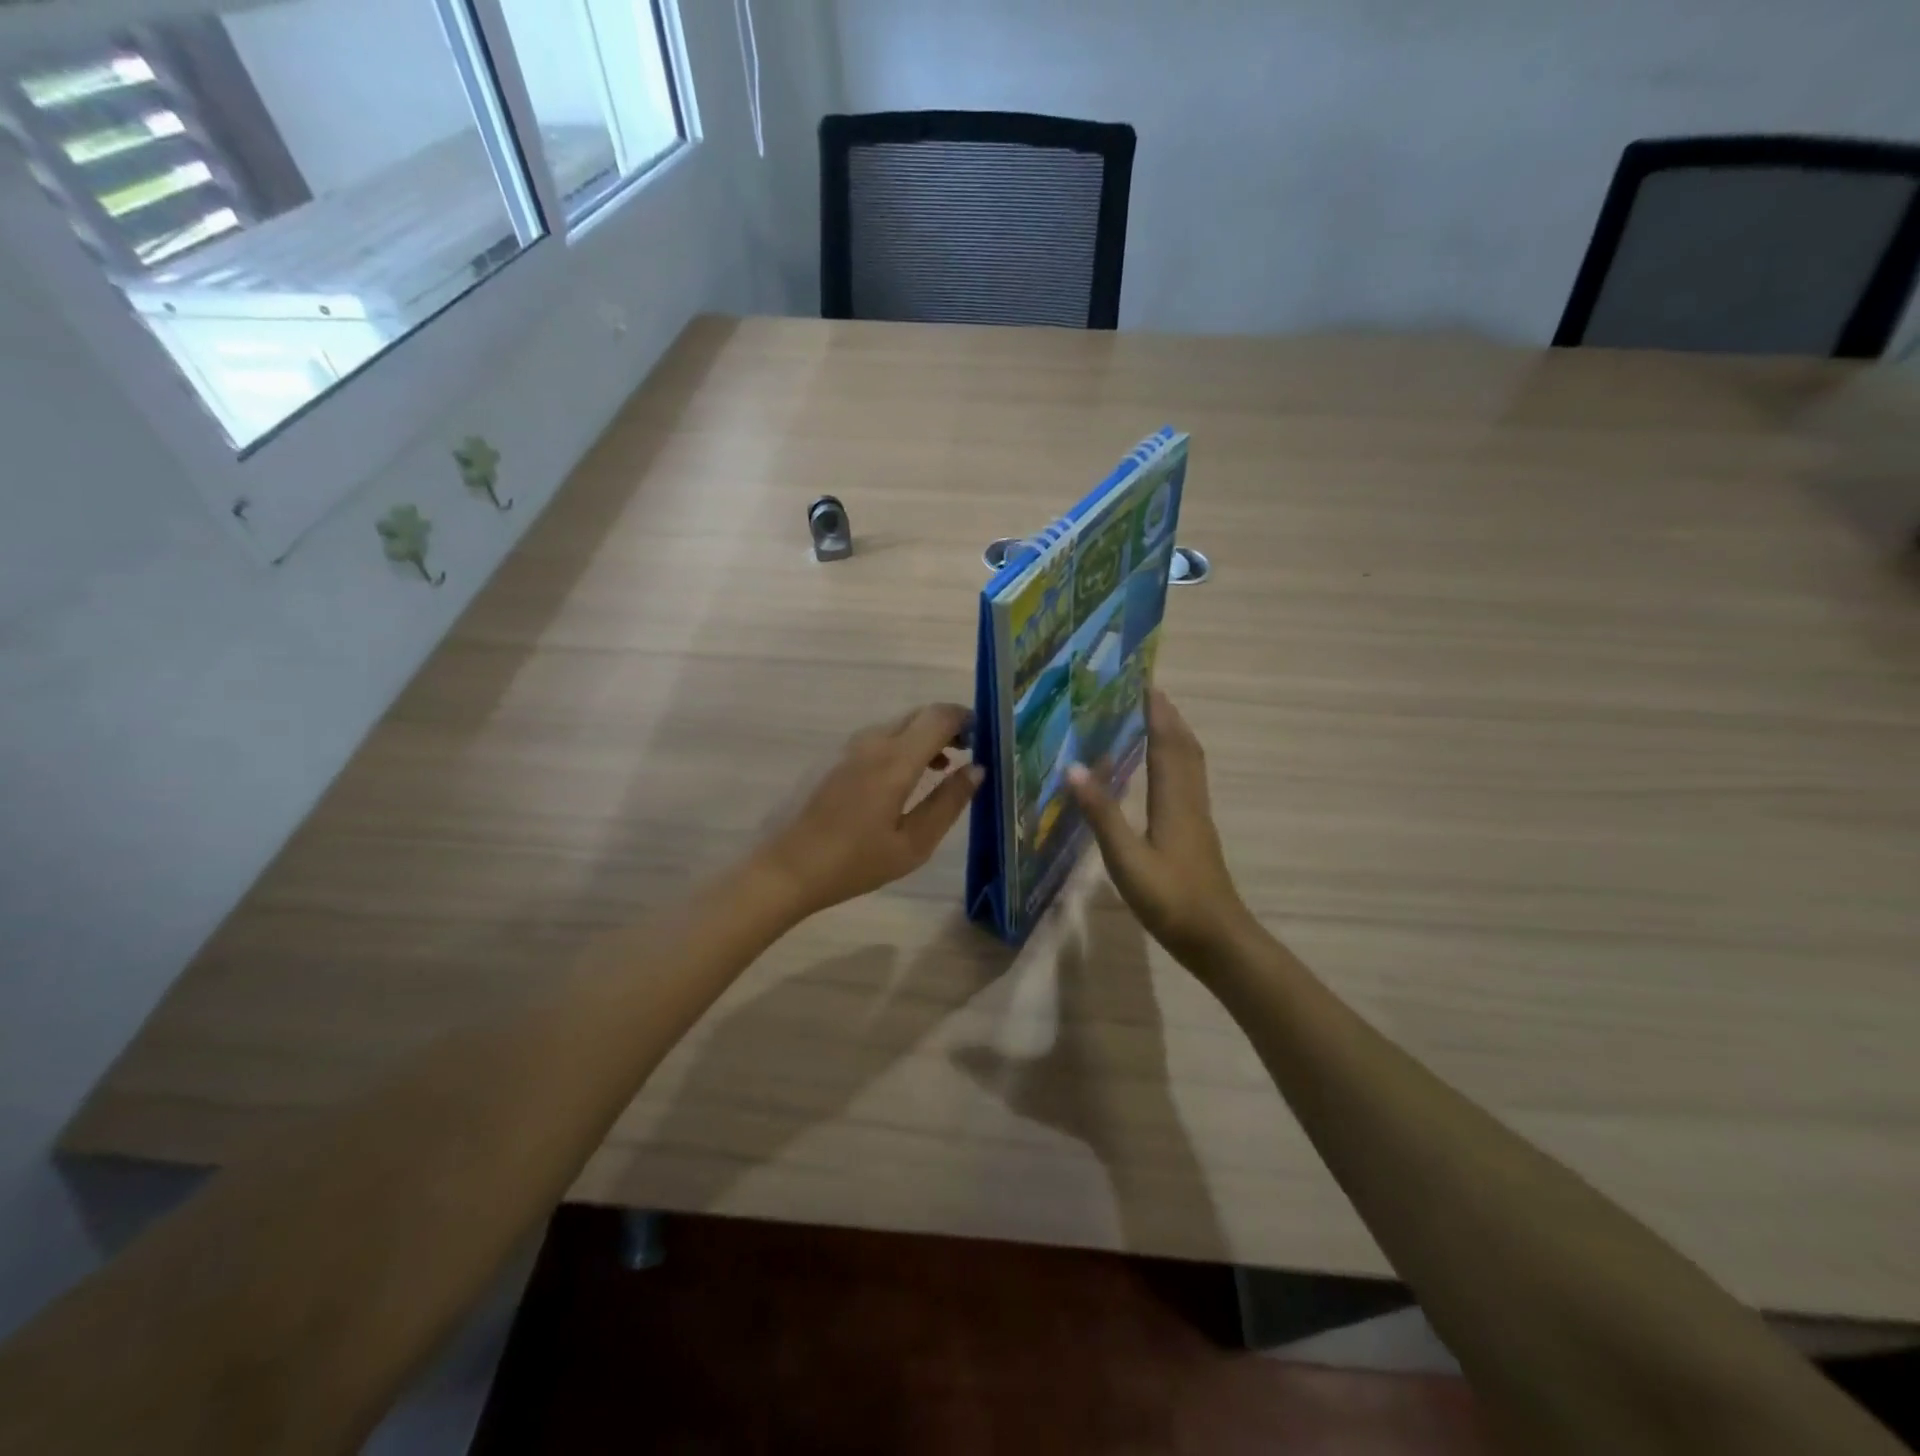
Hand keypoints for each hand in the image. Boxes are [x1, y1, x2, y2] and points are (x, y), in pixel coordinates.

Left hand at [756, 703, 983, 919]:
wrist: (783, 868)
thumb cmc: (853, 862)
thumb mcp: (912, 844)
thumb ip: (948, 803)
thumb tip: (977, 770)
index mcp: (895, 759)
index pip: (940, 716)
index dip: (967, 719)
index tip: (985, 739)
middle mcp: (871, 740)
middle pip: (919, 715)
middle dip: (948, 726)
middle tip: (969, 754)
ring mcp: (847, 746)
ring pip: (897, 725)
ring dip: (923, 737)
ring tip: (941, 769)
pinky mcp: (831, 756)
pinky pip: (877, 738)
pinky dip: (901, 746)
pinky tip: (903, 780)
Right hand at [1066, 690, 1256, 969]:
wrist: (1217, 939)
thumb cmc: (1171, 900)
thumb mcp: (1127, 859)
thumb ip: (1102, 814)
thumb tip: (1074, 768)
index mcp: (1174, 800)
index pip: (1167, 744)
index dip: (1157, 713)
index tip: (1144, 683)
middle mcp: (1190, 801)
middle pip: (1185, 748)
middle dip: (1168, 718)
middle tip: (1146, 694)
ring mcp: (1197, 818)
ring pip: (1191, 765)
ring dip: (1175, 737)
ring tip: (1154, 721)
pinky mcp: (1197, 834)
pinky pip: (1188, 782)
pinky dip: (1176, 762)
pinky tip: (1160, 774)